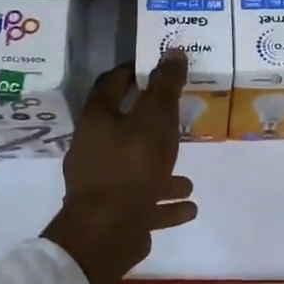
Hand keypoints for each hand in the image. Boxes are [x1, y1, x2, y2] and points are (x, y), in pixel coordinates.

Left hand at [42, 52, 197, 283]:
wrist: (106, 233)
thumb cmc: (131, 166)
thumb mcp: (155, 120)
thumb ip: (166, 87)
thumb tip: (173, 50)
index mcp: (98, 120)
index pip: (111, 84)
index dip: (132, 72)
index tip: (155, 67)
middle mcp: (94, 149)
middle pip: (124, 129)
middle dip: (153, 127)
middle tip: (179, 121)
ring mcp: (102, 184)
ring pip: (136, 170)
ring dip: (162, 171)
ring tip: (189, 177)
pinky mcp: (113, 214)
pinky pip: (143, 203)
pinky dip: (164, 203)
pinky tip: (189, 206)